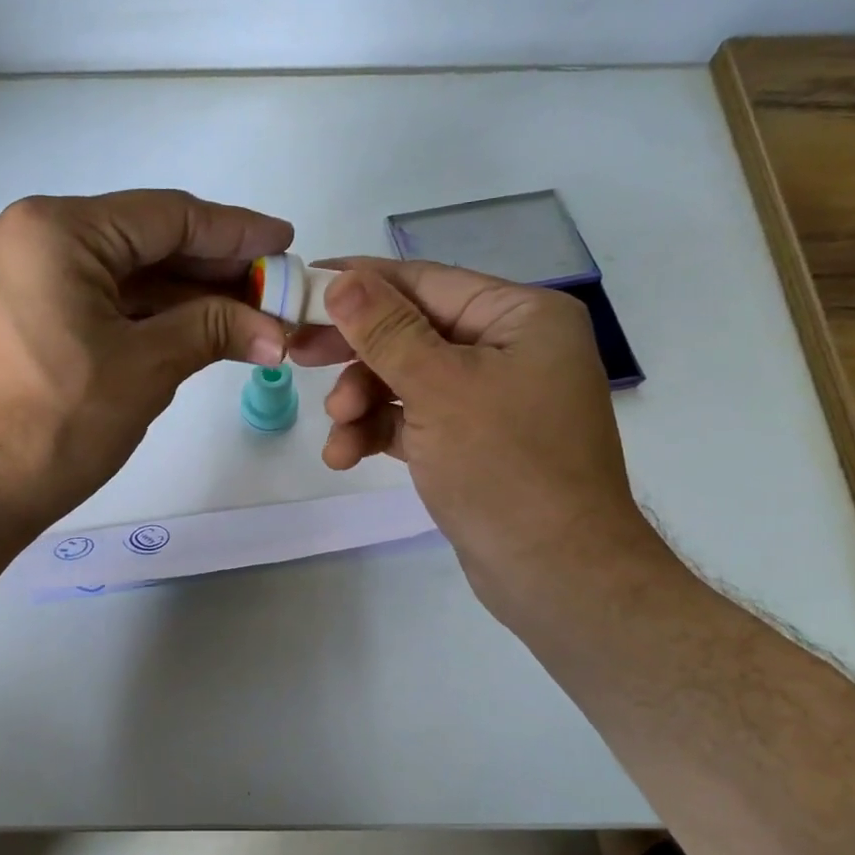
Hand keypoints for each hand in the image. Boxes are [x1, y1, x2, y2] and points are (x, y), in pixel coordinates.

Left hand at [0, 191, 291, 546]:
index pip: (165, 217)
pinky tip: (176, 328)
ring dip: (171, 295)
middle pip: (135, 241)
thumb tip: (275, 330)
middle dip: (206, 269)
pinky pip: (77, 298)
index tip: (283, 242)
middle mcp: (18, 235)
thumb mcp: (144, 371)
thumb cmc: (52, 427)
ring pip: (107, 273)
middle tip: (266, 289)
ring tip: (235, 314)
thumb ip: (213, 330)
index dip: (234, 231)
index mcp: (53, 230)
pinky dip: (128, 313)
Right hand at [289, 258, 670, 623]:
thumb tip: (342, 280)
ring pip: (407, 380)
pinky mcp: (472, 442)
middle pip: (412, 332)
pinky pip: (415, 420)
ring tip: (337, 433)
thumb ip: (386, 332)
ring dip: (362, 404)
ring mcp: (492, 399)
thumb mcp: (440, 389)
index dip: (361, 282)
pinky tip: (346, 457)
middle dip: (356, 353)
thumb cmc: (506, 467)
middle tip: (297, 356)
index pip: (426, 282)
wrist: (556, 574)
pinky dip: (379, 433)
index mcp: (521, 317)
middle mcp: (510, 349)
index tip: (303, 285)